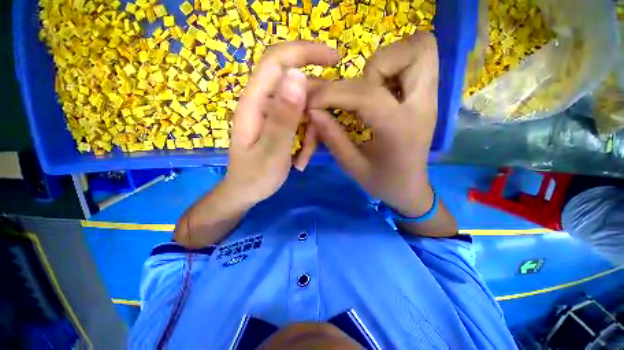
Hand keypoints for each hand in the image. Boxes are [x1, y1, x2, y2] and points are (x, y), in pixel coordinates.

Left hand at [224, 42, 338, 207]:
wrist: (245, 193)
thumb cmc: (255, 177)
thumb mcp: (272, 151)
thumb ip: (283, 116)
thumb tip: (297, 76)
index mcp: (254, 103)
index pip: (277, 61)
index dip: (306, 52)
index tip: (336, 59)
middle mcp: (262, 103)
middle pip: (296, 86)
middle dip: (316, 104)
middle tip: (326, 126)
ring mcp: (272, 114)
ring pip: (303, 108)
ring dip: (311, 131)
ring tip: (304, 156)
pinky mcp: (279, 125)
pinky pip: (300, 122)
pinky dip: (306, 138)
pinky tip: (301, 158)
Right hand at [308, 33, 438, 216]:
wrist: (411, 189)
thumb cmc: (382, 182)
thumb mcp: (352, 166)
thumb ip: (332, 137)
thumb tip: (312, 111)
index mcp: (400, 129)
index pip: (366, 94)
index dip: (333, 93)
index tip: (314, 103)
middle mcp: (422, 105)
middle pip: (417, 49)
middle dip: (376, 63)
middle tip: (358, 89)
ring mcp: (430, 98)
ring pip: (421, 48)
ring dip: (387, 61)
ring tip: (368, 89)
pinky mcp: (427, 97)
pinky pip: (418, 61)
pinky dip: (394, 66)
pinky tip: (379, 92)